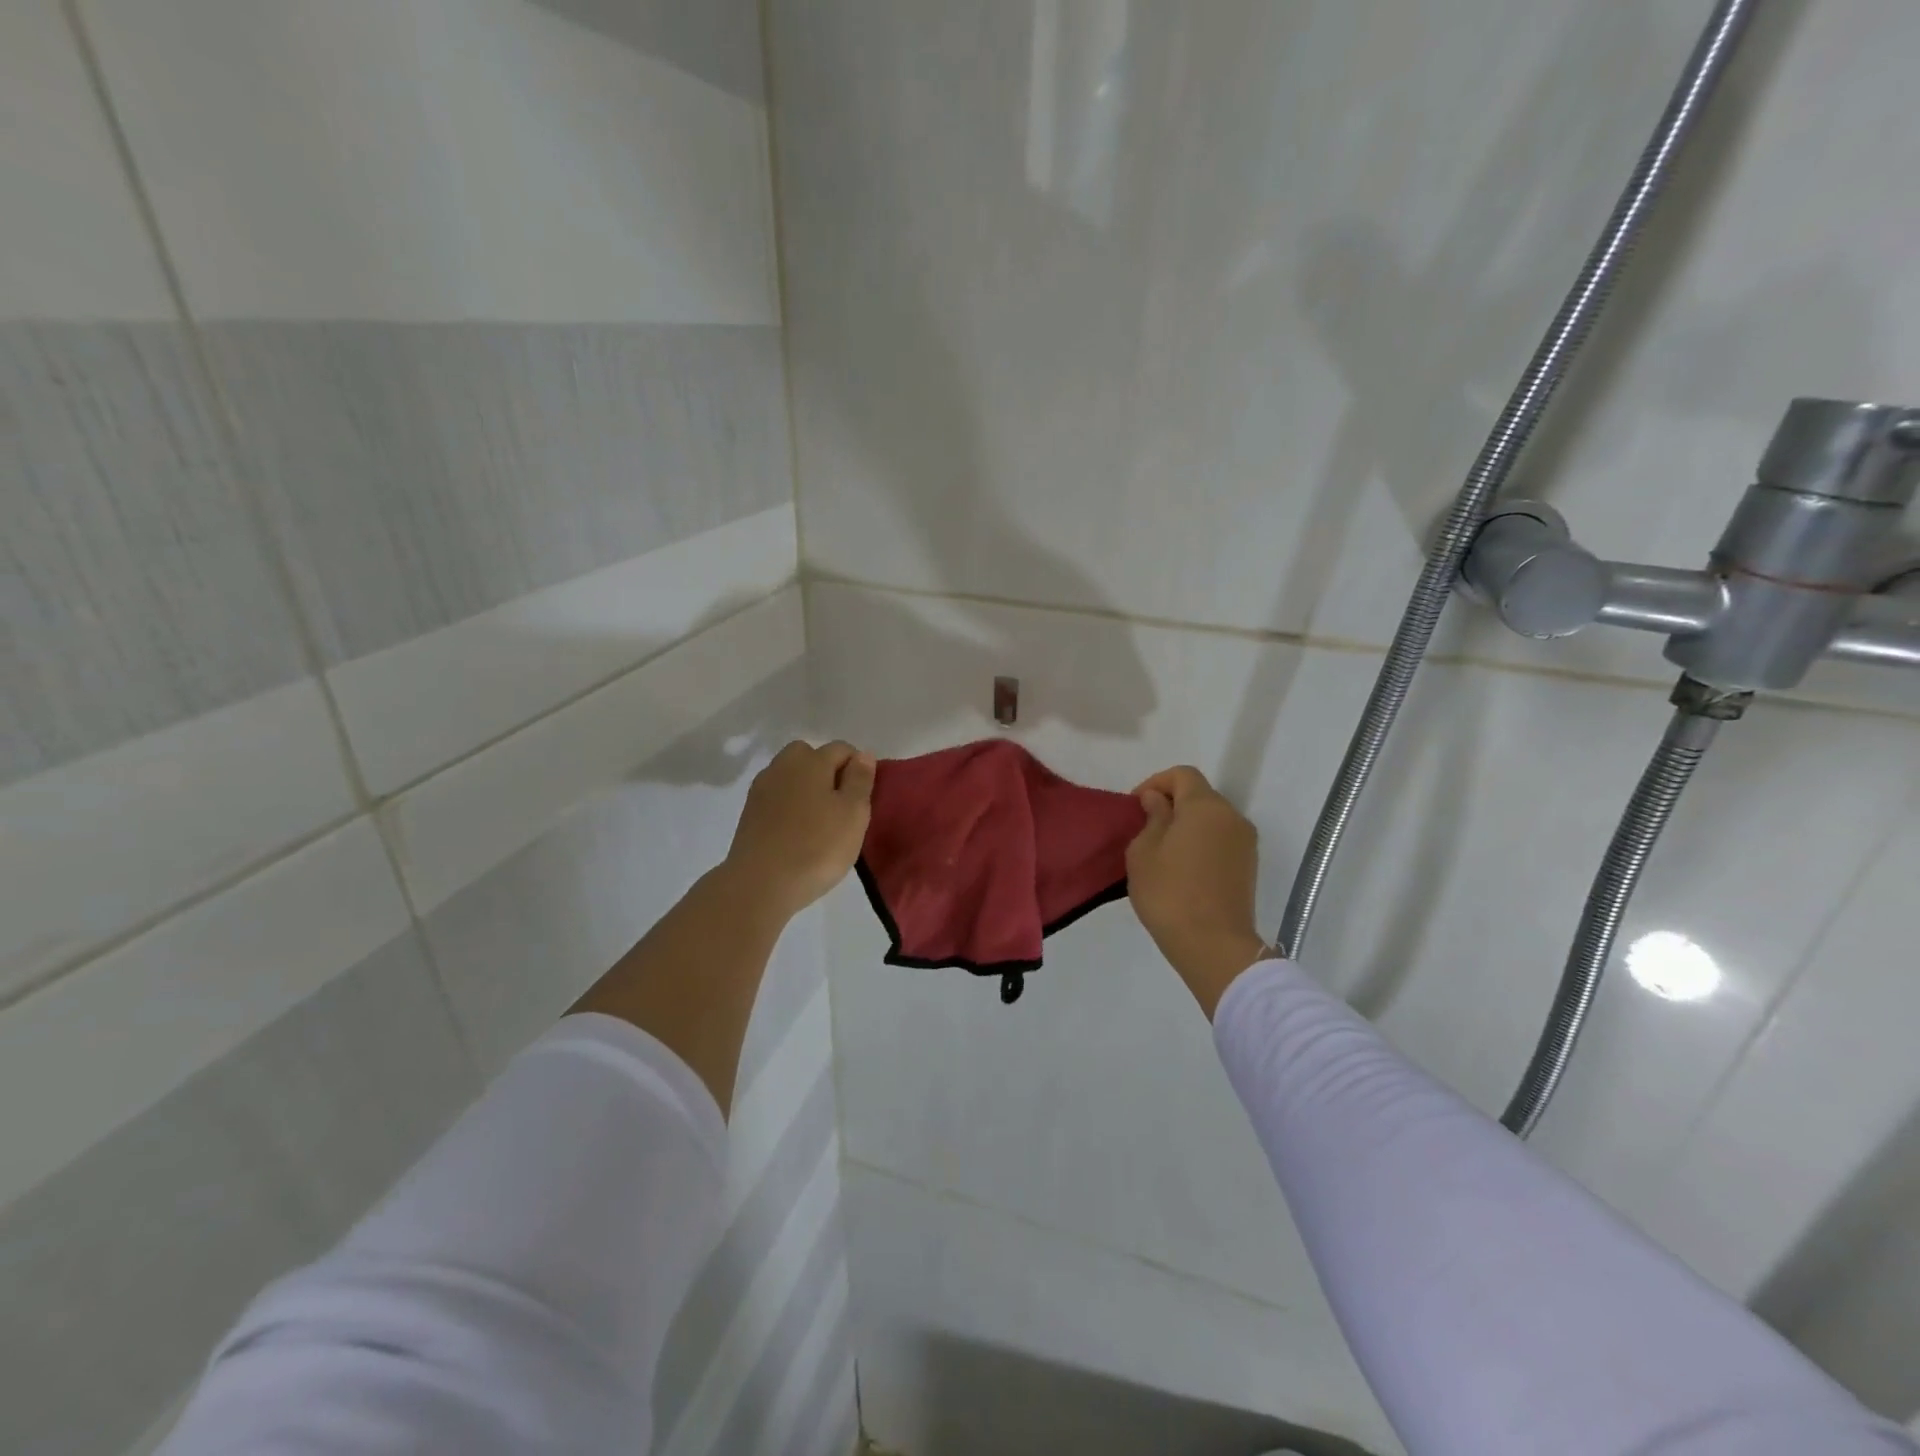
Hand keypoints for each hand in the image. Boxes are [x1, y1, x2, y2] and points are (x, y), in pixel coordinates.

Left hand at [723, 740, 876, 919]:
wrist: (760, 883)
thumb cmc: (817, 846)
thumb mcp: (854, 813)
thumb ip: (860, 779)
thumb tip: (862, 754)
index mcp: (811, 760)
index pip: (842, 749)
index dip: (858, 767)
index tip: (864, 797)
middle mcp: (783, 766)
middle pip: (810, 756)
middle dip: (827, 772)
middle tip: (841, 805)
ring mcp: (761, 789)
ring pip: (791, 776)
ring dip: (806, 789)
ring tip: (819, 821)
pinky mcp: (749, 813)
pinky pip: (777, 797)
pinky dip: (789, 806)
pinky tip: (797, 832)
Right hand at [1127, 765, 1268, 1016]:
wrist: (1213, 946)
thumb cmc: (1170, 893)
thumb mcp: (1143, 852)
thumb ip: (1152, 817)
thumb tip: (1158, 801)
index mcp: (1205, 806)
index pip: (1182, 775)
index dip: (1155, 782)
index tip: (1136, 807)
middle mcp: (1232, 817)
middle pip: (1199, 795)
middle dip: (1171, 805)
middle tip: (1144, 829)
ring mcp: (1245, 843)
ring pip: (1211, 820)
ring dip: (1186, 826)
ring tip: (1161, 853)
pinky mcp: (1248, 867)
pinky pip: (1220, 841)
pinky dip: (1200, 844)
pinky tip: (1181, 870)